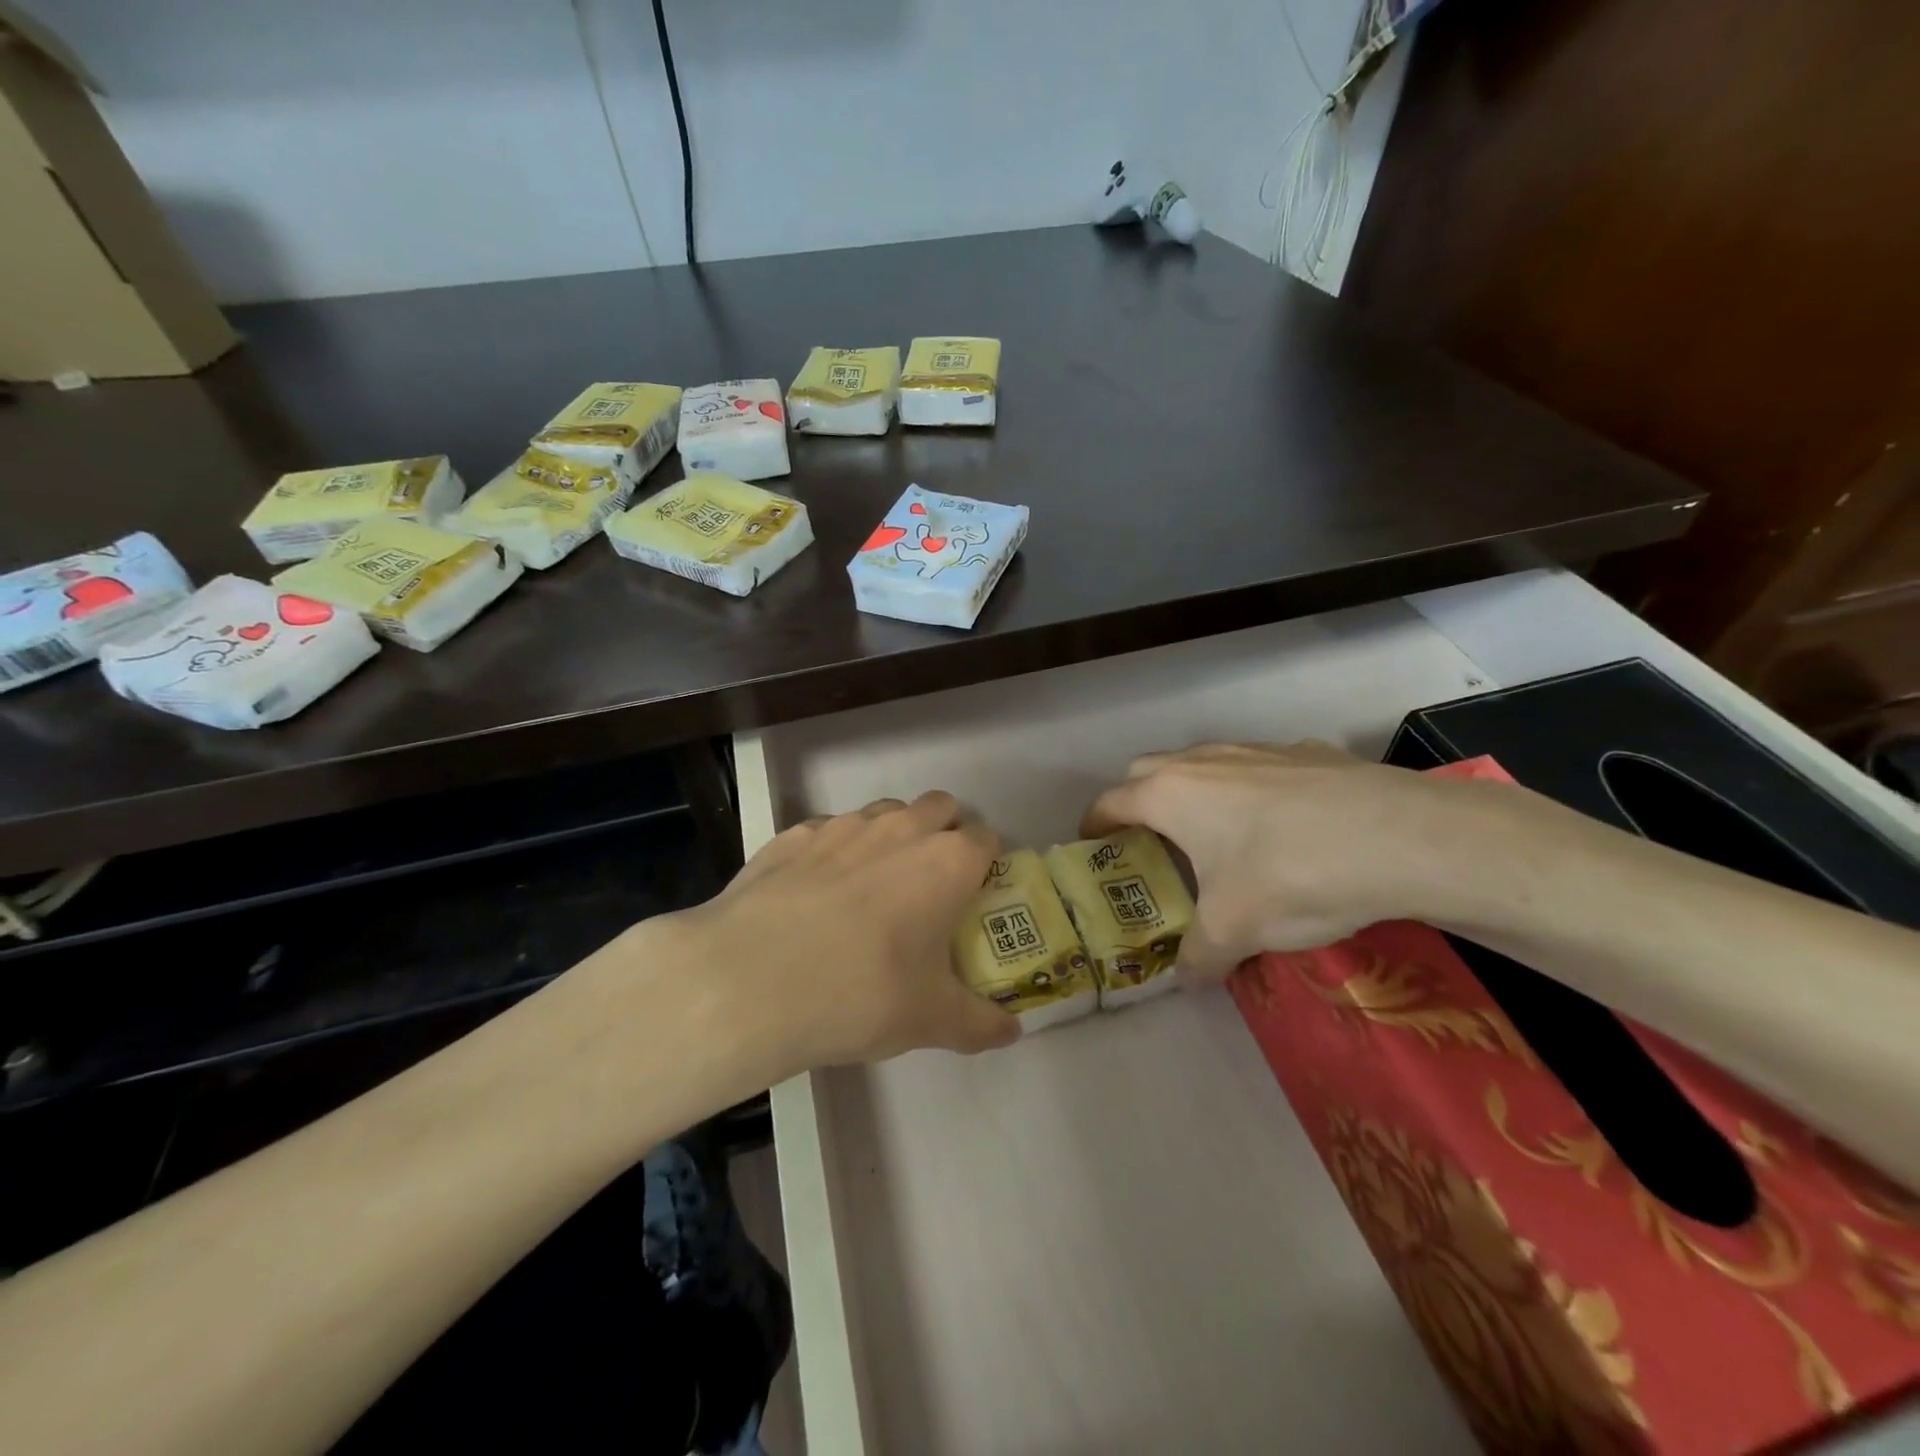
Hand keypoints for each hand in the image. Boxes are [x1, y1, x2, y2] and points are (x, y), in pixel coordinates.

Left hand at [658, 792, 1020, 1078]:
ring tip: (873, 888)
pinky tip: (815, 894)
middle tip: (930, 886)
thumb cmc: (861, 993)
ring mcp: (842, 825)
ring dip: (891, 836)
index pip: (986, 837)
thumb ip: (980, 1024)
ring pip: (884, 812)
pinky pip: (828, 830)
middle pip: (940, 807)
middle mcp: (900, 828)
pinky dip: (835, 851)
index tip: (974, 895)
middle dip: (944, 833)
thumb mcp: (931, 1021)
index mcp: (947, 861)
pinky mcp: (792, 835)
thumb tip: (1011, 1032)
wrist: (750, 980)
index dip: (985, 863)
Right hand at [1084, 741, 1499, 979]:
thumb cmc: (1290, 876)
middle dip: (1138, 802)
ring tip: (1216, 836)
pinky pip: (1257, 767)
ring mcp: (1255, 748)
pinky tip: (1284, 826)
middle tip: (1152, 844)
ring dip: (1194, 793)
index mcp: (1170, 794)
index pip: (1110, 802)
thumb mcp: (1235, 931)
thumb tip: (1188, 979)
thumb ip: (1199, 956)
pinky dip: (1250, 790)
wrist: (1401, 838)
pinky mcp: (1305, 751)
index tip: (1093, 848)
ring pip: (1203, 763)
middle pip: (1147, 771)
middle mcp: (1202, 760)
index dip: (1094, 826)